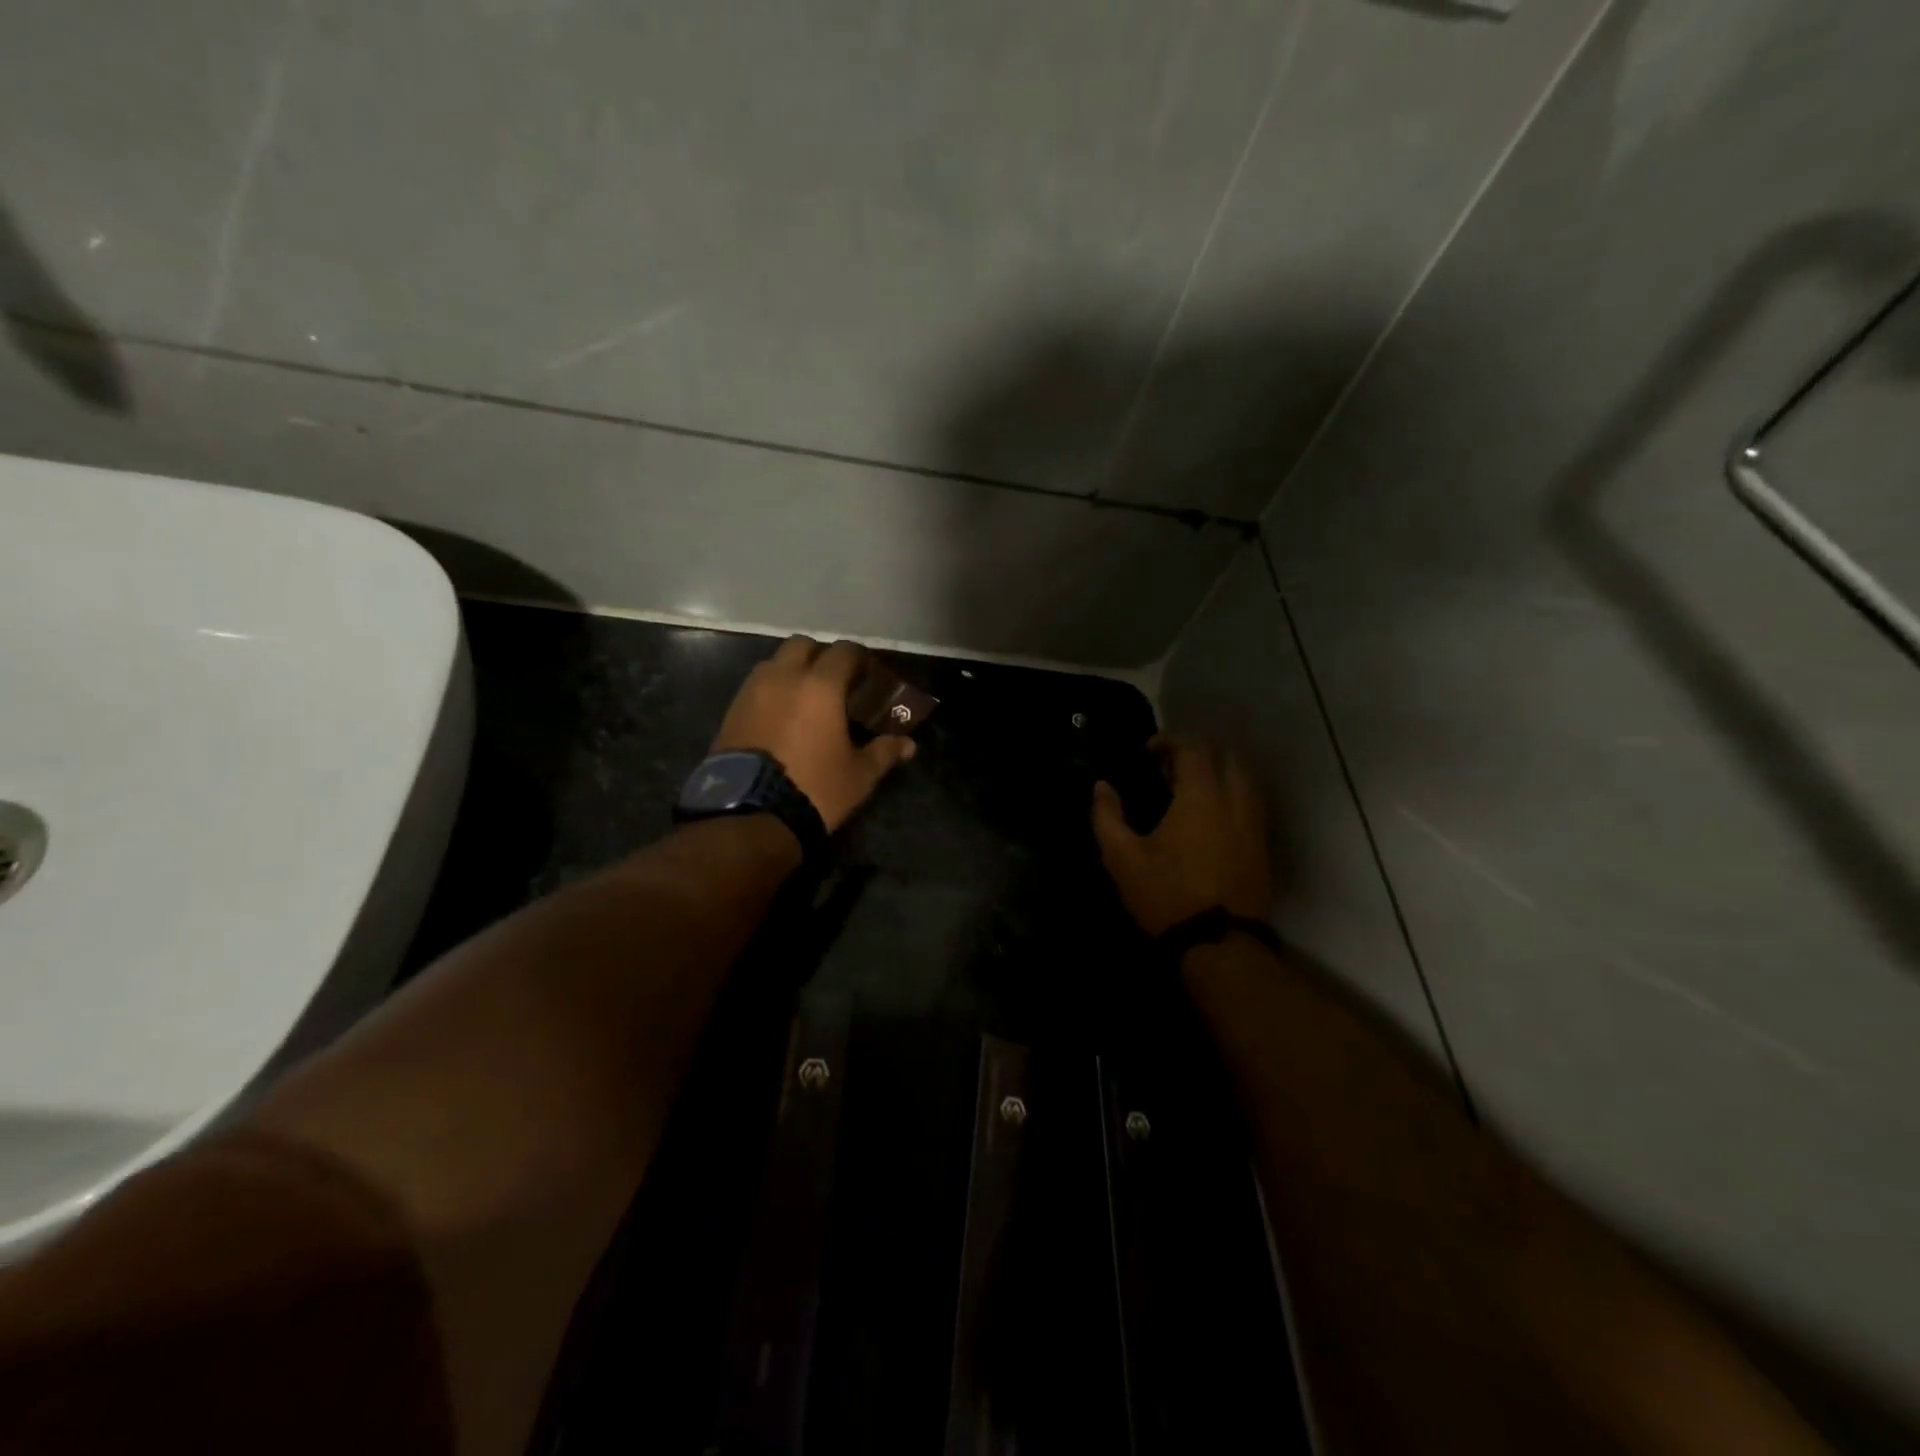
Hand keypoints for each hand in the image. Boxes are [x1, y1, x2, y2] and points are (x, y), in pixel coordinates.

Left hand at [712, 636, 916, 832]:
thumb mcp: (858, 776)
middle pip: (803, 645)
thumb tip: (909, 745)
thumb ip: (884, 752)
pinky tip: (782, 717)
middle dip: (821, 656)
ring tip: (805, 699)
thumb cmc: (814, 789)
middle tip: (835, 682)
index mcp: (820, 686)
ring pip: (775, 663)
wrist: (749, 815)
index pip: (844, 652)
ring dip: (792, 671)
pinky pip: (756, 687)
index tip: (868, 675)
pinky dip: (771, 691)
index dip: (859, 659)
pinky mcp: (731, 711)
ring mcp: (752, 692)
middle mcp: (783, 677)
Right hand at [1092, 735, 1273, 936]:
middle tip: (1170, 768)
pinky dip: (1233, 796)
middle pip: (1227, 756)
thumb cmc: (1166, 896)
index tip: (1150, 751)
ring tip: (1191, 791)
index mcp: (1201, 798)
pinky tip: (1211, 818)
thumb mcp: (1122, 858)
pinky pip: (1252, 804)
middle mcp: (1235, 802)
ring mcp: (1255, 825)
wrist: (1219, 945)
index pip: (1194, 749)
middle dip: (1199, 752)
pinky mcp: (1263, 847)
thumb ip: (1107, 816)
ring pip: (1245, 779)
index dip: (1171, 741)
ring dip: (1219, 773)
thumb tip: (1101, 786)